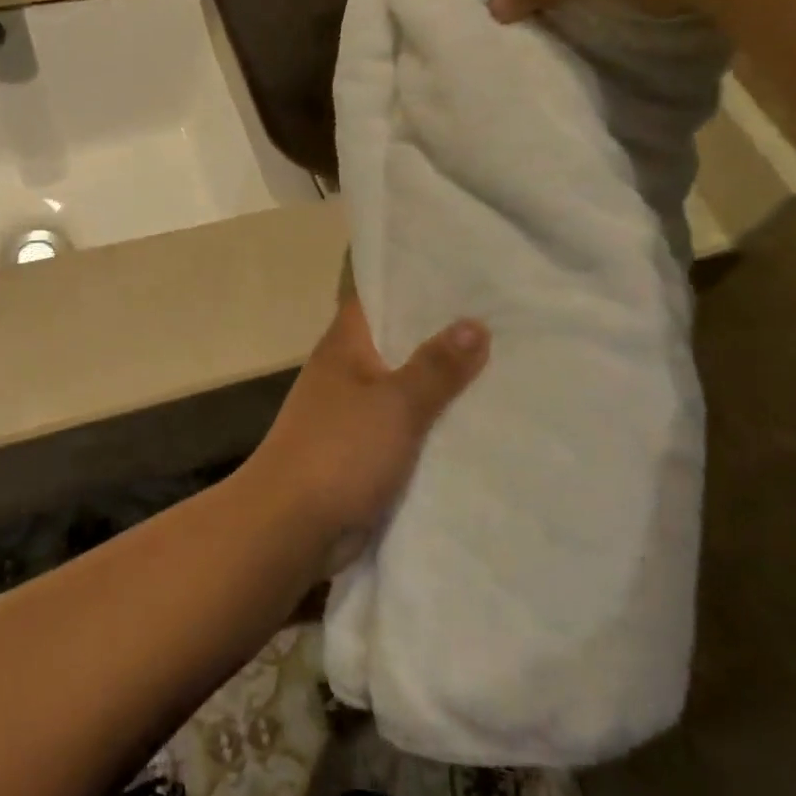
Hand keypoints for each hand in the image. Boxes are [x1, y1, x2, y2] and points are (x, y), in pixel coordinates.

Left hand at [238, 296, 488, 576]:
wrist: (292, 526)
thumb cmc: (339, 451)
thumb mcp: (395, 404)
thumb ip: (435, 366)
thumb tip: (475, 323)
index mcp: (344, 344)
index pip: (375, 294)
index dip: (411, 279)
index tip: (459, 269)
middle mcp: (346, 370)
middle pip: (396, 339)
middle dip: (440, 331)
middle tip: (501, 316)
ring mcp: (352, 411)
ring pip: (404, 384)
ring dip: (440, 380)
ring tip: (503, 363)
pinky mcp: (362, 449)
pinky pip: (405, 425)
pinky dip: (432, 421)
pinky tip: (476, 419)